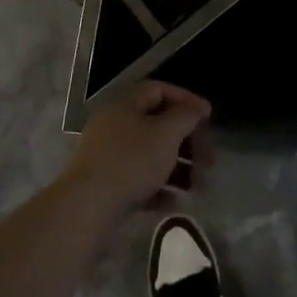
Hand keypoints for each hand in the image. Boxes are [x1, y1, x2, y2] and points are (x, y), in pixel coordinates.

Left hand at [62, 81, 211, 218]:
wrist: (87, 207)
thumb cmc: (131, 161)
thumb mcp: (166, 133)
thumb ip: (185, 116)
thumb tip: (195, 108)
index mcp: (125, 104)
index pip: (160, 89)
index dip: (187, 99)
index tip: (208, 117)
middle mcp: (114, 124)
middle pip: (157, 124)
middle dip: (186, 141)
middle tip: (207, 159)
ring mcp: (107, 155)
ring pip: (150, 154)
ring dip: (177, 167)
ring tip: (196, 186)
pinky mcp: (105, 184)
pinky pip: (138, 179)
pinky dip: (159, 187)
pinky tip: (175, 202)